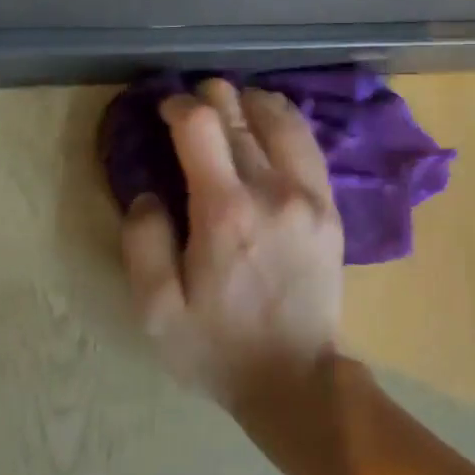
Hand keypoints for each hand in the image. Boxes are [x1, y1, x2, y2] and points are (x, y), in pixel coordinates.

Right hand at [121, 80, 343, 406]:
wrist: (294, 376)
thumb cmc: (217, 347)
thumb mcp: (157, 311)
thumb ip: (143, 243)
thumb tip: (148, 193)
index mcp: (225, 212)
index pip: (201, 126)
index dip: (180, 106)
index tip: (166, 109)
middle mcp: (272, 191)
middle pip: (242, 118)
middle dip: (216, 98)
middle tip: (199, 98)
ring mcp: (310, 197)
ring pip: (284, 123)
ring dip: (256, 103)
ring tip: (237, 101)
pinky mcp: (331, 209)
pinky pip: (311, 148)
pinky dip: (289, 125)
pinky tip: (275, 123)